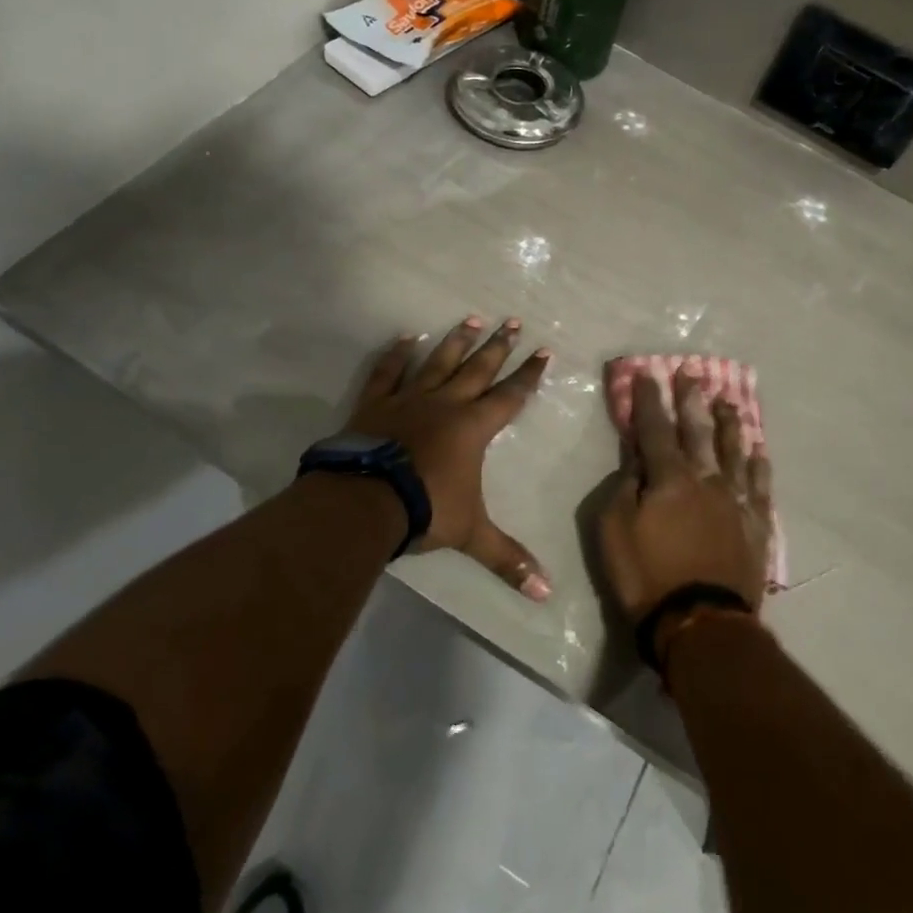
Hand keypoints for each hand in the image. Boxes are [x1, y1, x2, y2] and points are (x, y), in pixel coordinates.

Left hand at [350, 316, 552, 599]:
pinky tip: (407, 336)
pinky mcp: (376, 403)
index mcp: (473, 428)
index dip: (528, 375)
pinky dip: (397, 354)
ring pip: (439, 362)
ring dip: (457, 340)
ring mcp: (409, 399)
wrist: (366, 501)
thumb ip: (507, 559)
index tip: (543, 351)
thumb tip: (546, 594)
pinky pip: (389, 372)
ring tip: (471, 317)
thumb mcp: (471, 535)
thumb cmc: (426, 510)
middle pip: (478, 368)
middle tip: (512, 321)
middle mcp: (446, 404)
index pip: (510, 396)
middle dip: (498, 346)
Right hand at [597, 366, 774, 644]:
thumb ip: (623, 488)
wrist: (701, 623)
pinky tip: (759, 451)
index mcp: (669, 477)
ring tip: (728, 401)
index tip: (648, 373)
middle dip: (692, 400)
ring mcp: (735, 500)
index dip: (650, 399)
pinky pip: (759, 486)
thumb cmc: (647, 576)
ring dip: (729, 423)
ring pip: (733, 450)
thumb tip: (636, 460)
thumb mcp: (613, 530)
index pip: (656, 428)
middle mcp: (706, 478)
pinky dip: (758, 465)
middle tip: (692, 372)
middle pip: (698, 430)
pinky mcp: (755, 524)